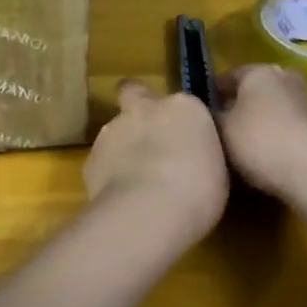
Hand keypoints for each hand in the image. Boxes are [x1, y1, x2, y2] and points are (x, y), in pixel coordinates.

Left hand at [83, 81, 229, 239]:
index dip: (178, 118)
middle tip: (147, 138)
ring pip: (116, 130)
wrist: (149, 211)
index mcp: (183, 107)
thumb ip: (197, 152)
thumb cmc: (198, 190)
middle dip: (137, 109)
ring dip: (123, 146)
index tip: (183, 137)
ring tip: (135, 181)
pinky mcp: (91, 159)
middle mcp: (145, 109)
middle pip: (134, 95)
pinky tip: (120, 198)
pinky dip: (109, 174)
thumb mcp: (215, 169)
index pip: (180, 102)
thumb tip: (189, 156)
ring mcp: (113, 130)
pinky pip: (102, 161)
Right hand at [213, 63, 306, 201]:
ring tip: (246, 148)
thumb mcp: (222, 131)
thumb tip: (208, 112)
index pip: (228, 77)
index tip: (201, 113)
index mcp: (259, 71)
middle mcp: (286, 77)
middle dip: (240, 106)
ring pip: (276, 108)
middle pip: (255, 90)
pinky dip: (280, 136)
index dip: (212, 94)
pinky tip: (271, 157)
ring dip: (263, 122)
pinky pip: (292, 127)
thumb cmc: (261, 142)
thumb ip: (211, 117)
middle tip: (224, 130)